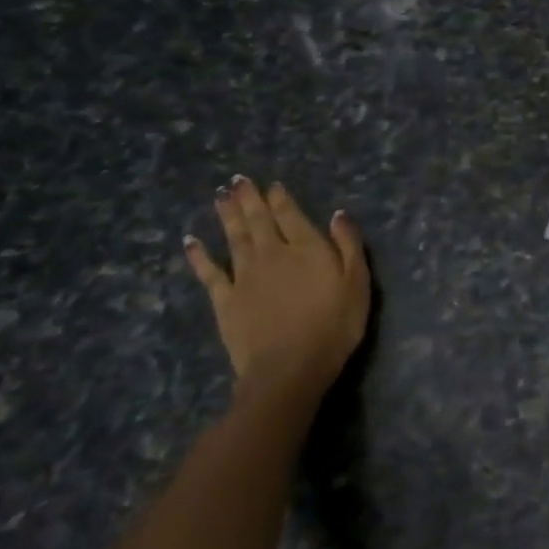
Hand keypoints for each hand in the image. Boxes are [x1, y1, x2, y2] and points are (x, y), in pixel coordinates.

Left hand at [184, 176, 369, 400]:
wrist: (289, 368)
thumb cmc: (333, 325)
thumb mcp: (357, 283)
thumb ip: (348, 245)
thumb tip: (338, 214)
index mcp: (306, 247)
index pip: (290, 214)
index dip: (280, 197)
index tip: (271, 184)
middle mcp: (272, 253)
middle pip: (258, 219)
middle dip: (249, 198)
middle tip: (238, 180)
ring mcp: (244, 276)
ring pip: (234, 237)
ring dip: (227, 215)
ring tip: (220, 195)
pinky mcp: (225, 300)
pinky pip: (209, 272)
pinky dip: (199, 255)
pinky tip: (190, 242)